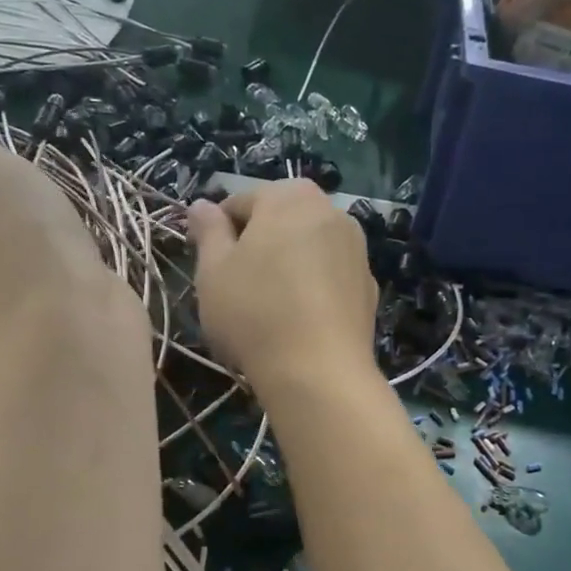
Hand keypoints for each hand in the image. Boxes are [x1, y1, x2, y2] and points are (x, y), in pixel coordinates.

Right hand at [186, 181, 377, 392]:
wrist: (319, 373)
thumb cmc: (255, 313)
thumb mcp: (213, 271)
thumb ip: (208, 231)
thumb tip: (202, 205)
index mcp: (289, 197)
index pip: (240, 201)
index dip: (216, 231)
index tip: (206, 264)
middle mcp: (331, 210)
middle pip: (279, 220)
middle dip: (256, 245)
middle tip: (234, 285)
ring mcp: (356, 248)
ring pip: (307, 247)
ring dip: (286, 264)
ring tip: (267, 305)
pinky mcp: (368, 285)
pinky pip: (329, 276)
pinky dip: (312, 287)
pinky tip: (298, 321)